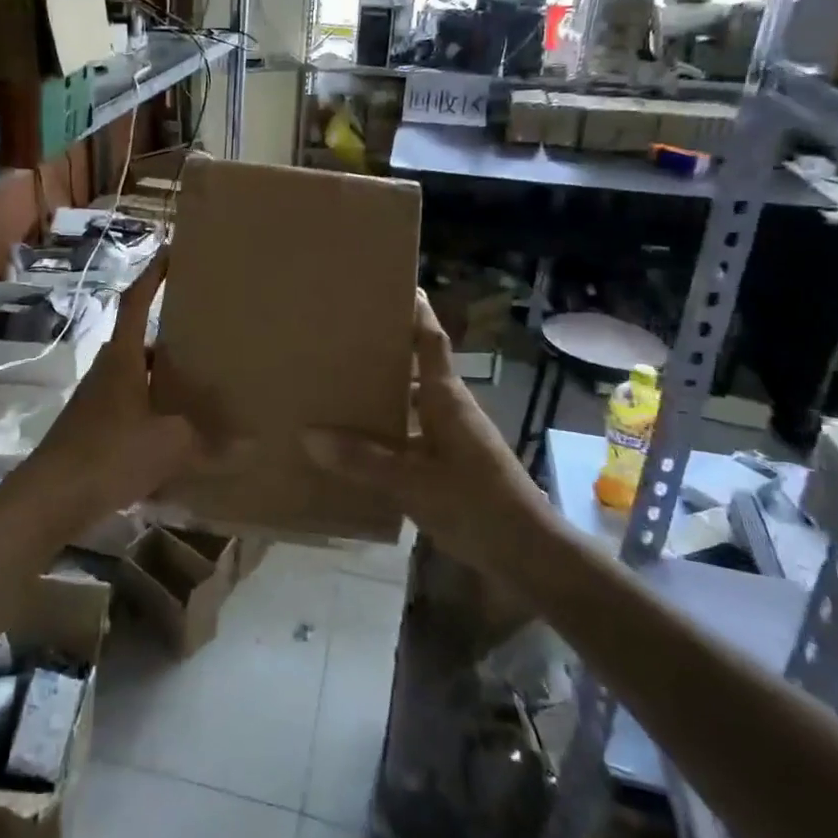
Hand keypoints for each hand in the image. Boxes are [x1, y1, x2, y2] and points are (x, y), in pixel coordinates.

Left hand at [23, 253, 201, 529]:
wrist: (50, 497)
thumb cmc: (109, 454)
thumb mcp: (169, 445)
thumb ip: (210, 444)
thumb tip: (253, 446)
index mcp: (122, 358)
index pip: (136, 302)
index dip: (154, 275)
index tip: (172, 252)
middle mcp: (107, 371)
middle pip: (139, 340)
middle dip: (170, 332)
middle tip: (206, 329)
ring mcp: (97, 401)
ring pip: (136, 375)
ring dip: (162, 375)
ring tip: (199, 381)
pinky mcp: (93, 429)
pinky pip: (132, 406)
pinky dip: (154, 409)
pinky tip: (177, 431)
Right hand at [305, 292, 549, 566]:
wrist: (529, 554)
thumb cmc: (476, 503)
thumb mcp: (413, 482)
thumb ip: (362, 459)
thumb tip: (309, 434)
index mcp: (447, 399)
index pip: (431, 342)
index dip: (417, 312)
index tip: (399, 284)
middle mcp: (451, 410)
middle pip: (418, 368)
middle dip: (388, 351)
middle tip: (345, 338)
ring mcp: (454, 438)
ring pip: (413, 403)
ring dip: (386, 393)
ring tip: (342, 387)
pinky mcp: (452, 465)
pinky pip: (413, 435)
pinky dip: (389, 432)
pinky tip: (359, 445)